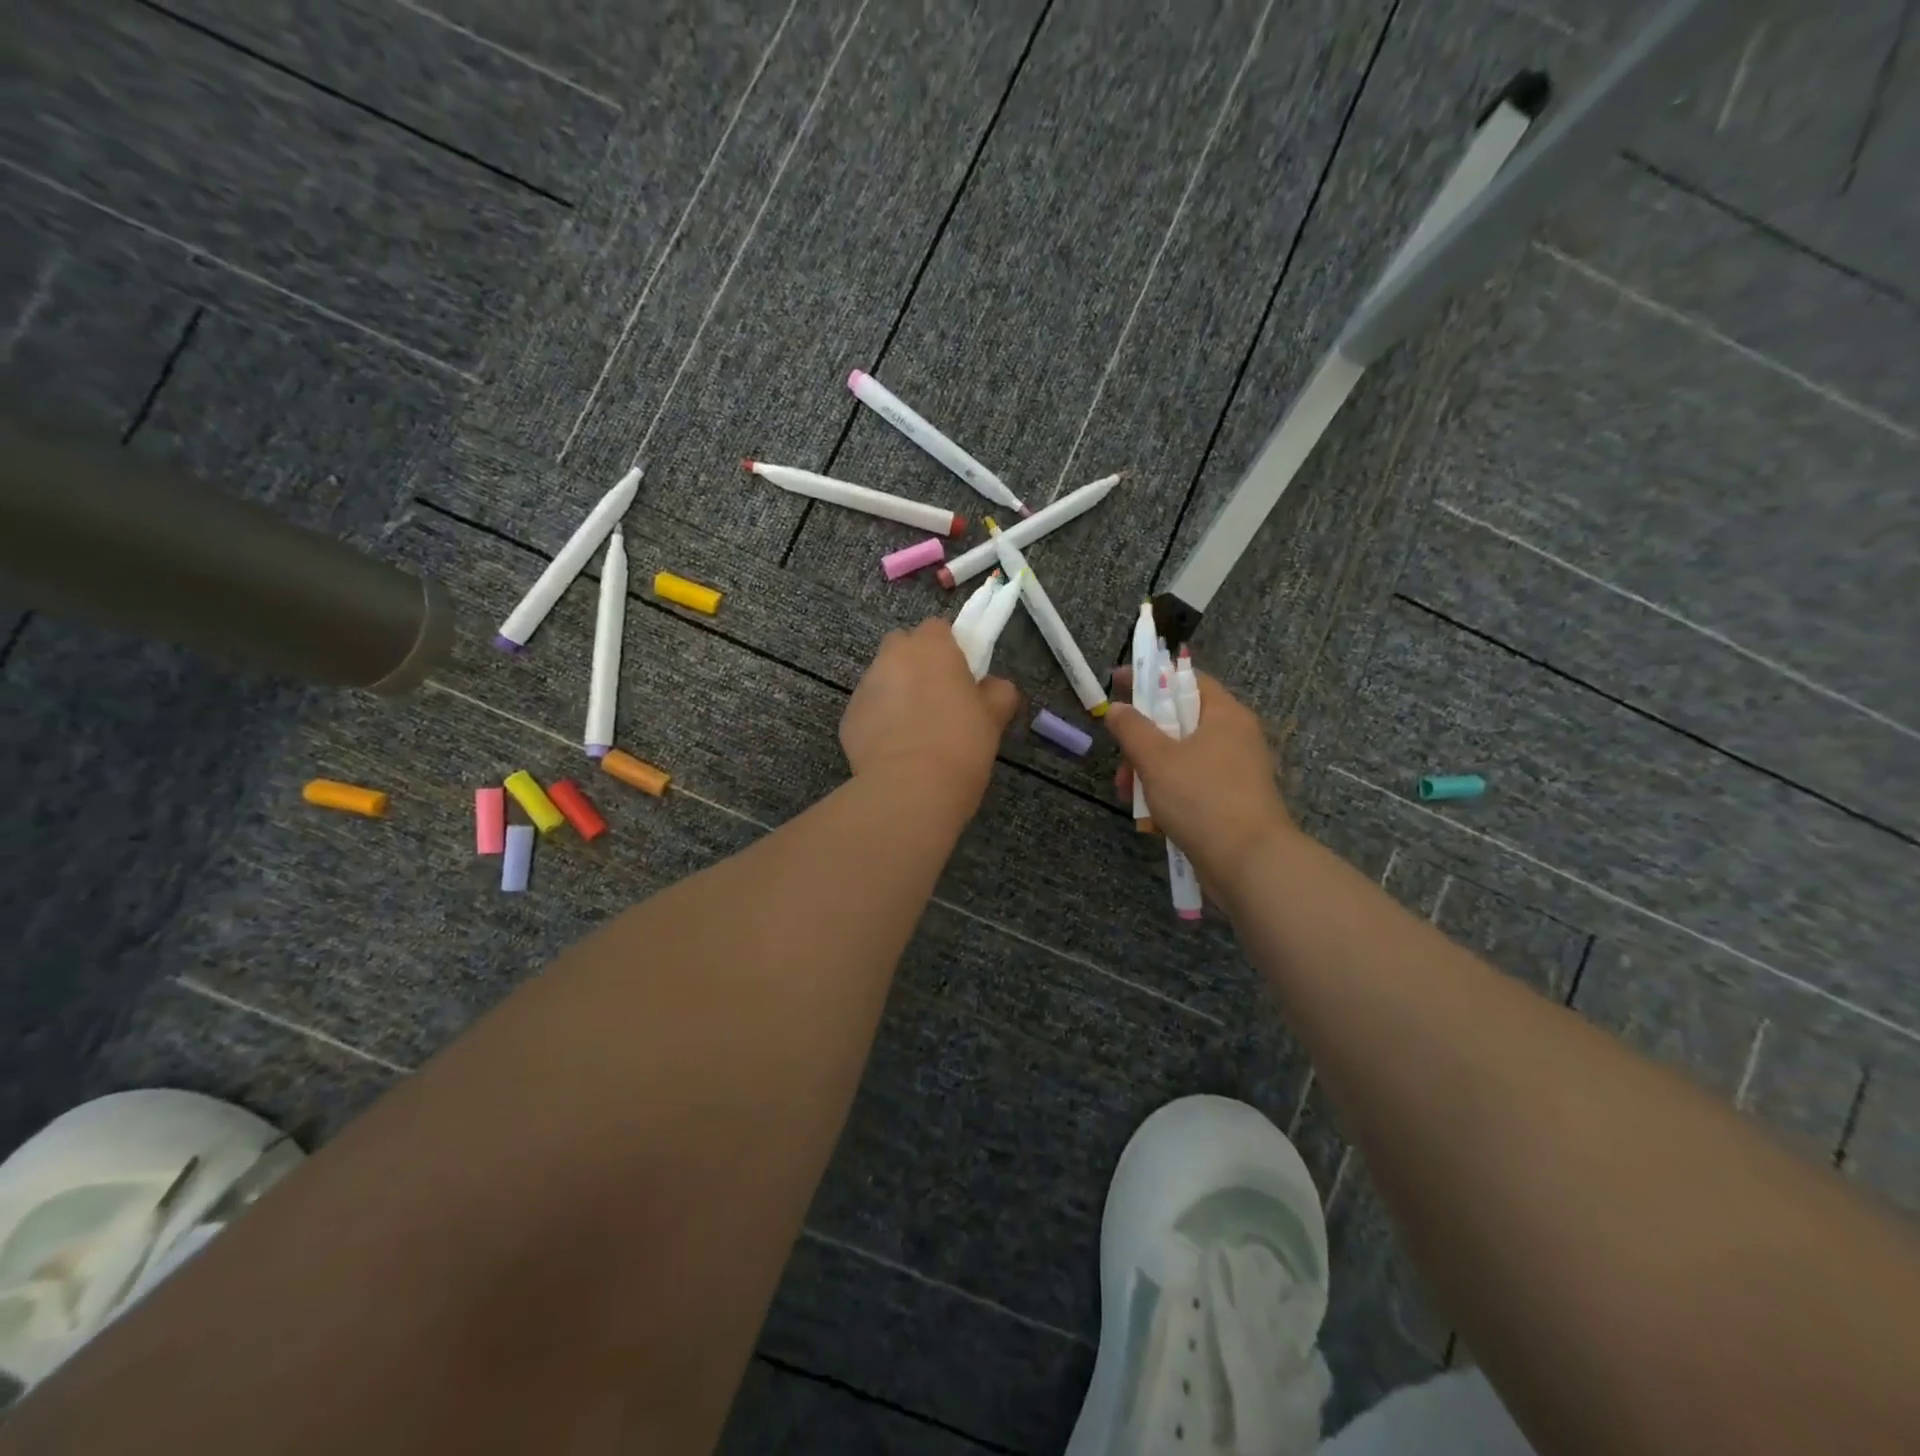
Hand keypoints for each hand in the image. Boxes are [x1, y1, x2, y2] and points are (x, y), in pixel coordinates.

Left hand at [842, 619, 1020, 806]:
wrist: (911, 789)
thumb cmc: (960, 744)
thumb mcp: (993, 718)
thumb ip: (997, 692)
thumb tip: (992, 687)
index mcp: (930, 647)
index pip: (937, 628)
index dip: (949, 649)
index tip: (960, 676)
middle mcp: (891, 657)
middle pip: (902, 647)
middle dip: (916, 664)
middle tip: (937, 699)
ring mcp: (864, 687)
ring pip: (882, 679)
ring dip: (896, 693)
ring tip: (915, 732)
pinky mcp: (848, 718)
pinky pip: (868, 711)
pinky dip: (880, 722)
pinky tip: (895, 751)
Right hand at [1105, 667, 1295, 891]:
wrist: (1249, 862)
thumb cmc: (1202, 798)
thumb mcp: (1157, 759)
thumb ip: (1132, 729)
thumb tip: (1117, 708)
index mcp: (1224, 714)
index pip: (1185, 679)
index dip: (1150, 678)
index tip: (1117, 684)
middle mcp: (1235, 736)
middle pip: (1179, 721)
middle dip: (1142, 740)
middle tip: (1120, 760)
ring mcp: (1235, 771)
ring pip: (1181, 756)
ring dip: (1149, 770)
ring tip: (1129, 795)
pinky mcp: (1231, 801)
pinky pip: (1192, 784)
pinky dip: (1168, 792)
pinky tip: (1150, 816)